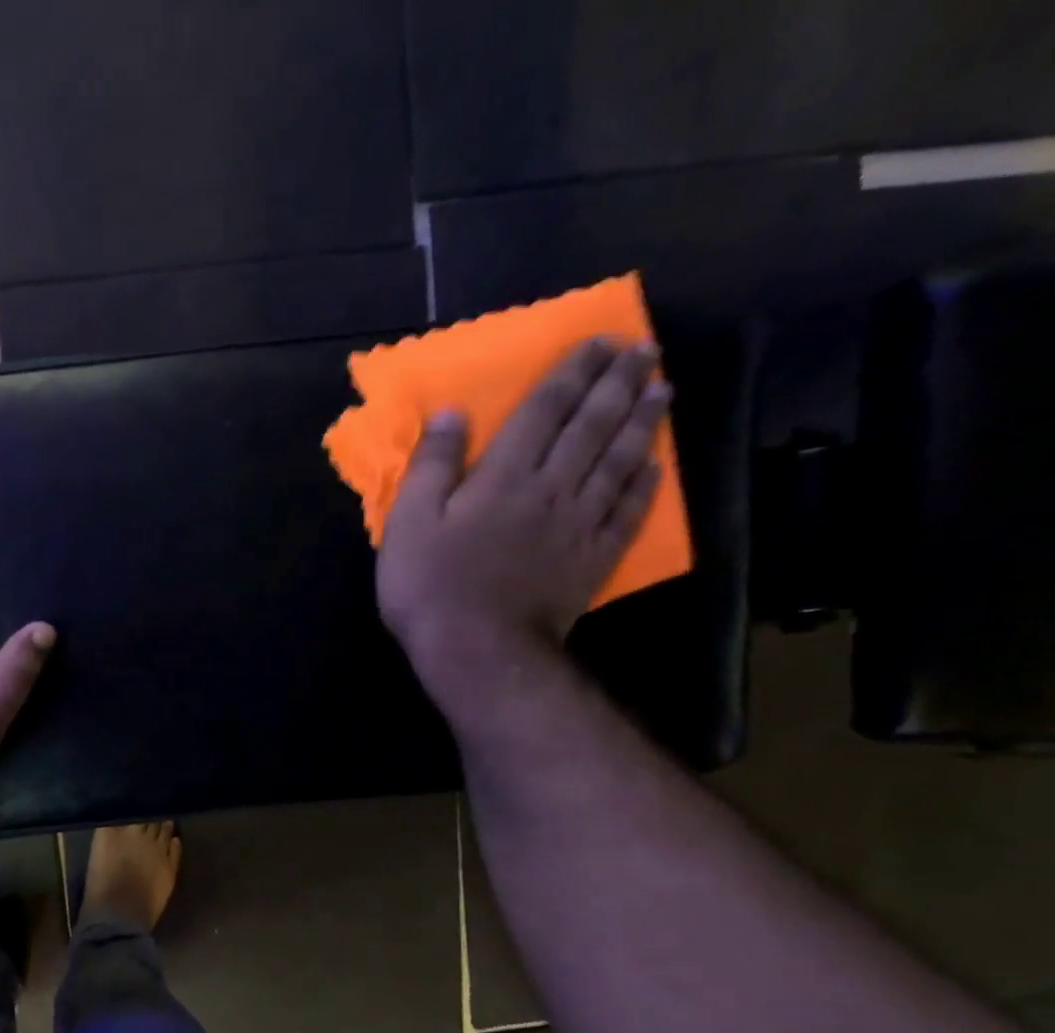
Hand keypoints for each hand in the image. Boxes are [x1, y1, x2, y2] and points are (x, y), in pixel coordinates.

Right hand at [376, 338, 670, 713]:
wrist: (477, 650)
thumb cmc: (430, 586)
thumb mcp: (407, 523)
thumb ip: (432, 466)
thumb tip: (454, 413)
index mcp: (504, 475)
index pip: (544, 411)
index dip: (571, 373)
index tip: (598, 343)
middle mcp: (552, 488)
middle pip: (592, 426)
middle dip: (618, 384)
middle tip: (643, 351)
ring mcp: (579, 525)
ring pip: (619, 461)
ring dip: (642, 422)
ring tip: (662, 389)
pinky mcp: (592, 560)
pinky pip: (627, 513)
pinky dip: (645, 485)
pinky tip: (656, 466)